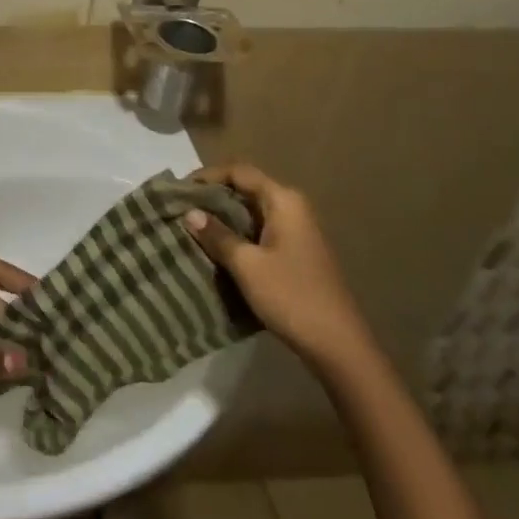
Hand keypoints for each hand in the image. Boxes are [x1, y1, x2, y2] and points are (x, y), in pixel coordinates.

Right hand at [184, 164, 370, 364]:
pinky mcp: (295, 253)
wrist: (338, 346)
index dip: (207, 176)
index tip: (179, 190)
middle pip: (246, 189)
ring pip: (251, 212)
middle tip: (181, 209)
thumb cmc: (291, 296)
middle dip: (213, 197)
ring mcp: (296, 232)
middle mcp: (292, 208)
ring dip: (223, 218)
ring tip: (192, 228)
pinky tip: (217, 249)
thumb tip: (190, 212)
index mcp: (283, 201)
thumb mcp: (247, 265)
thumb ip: (217, 235)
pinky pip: (259, 231)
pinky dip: (237, 234)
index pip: (239, 172)